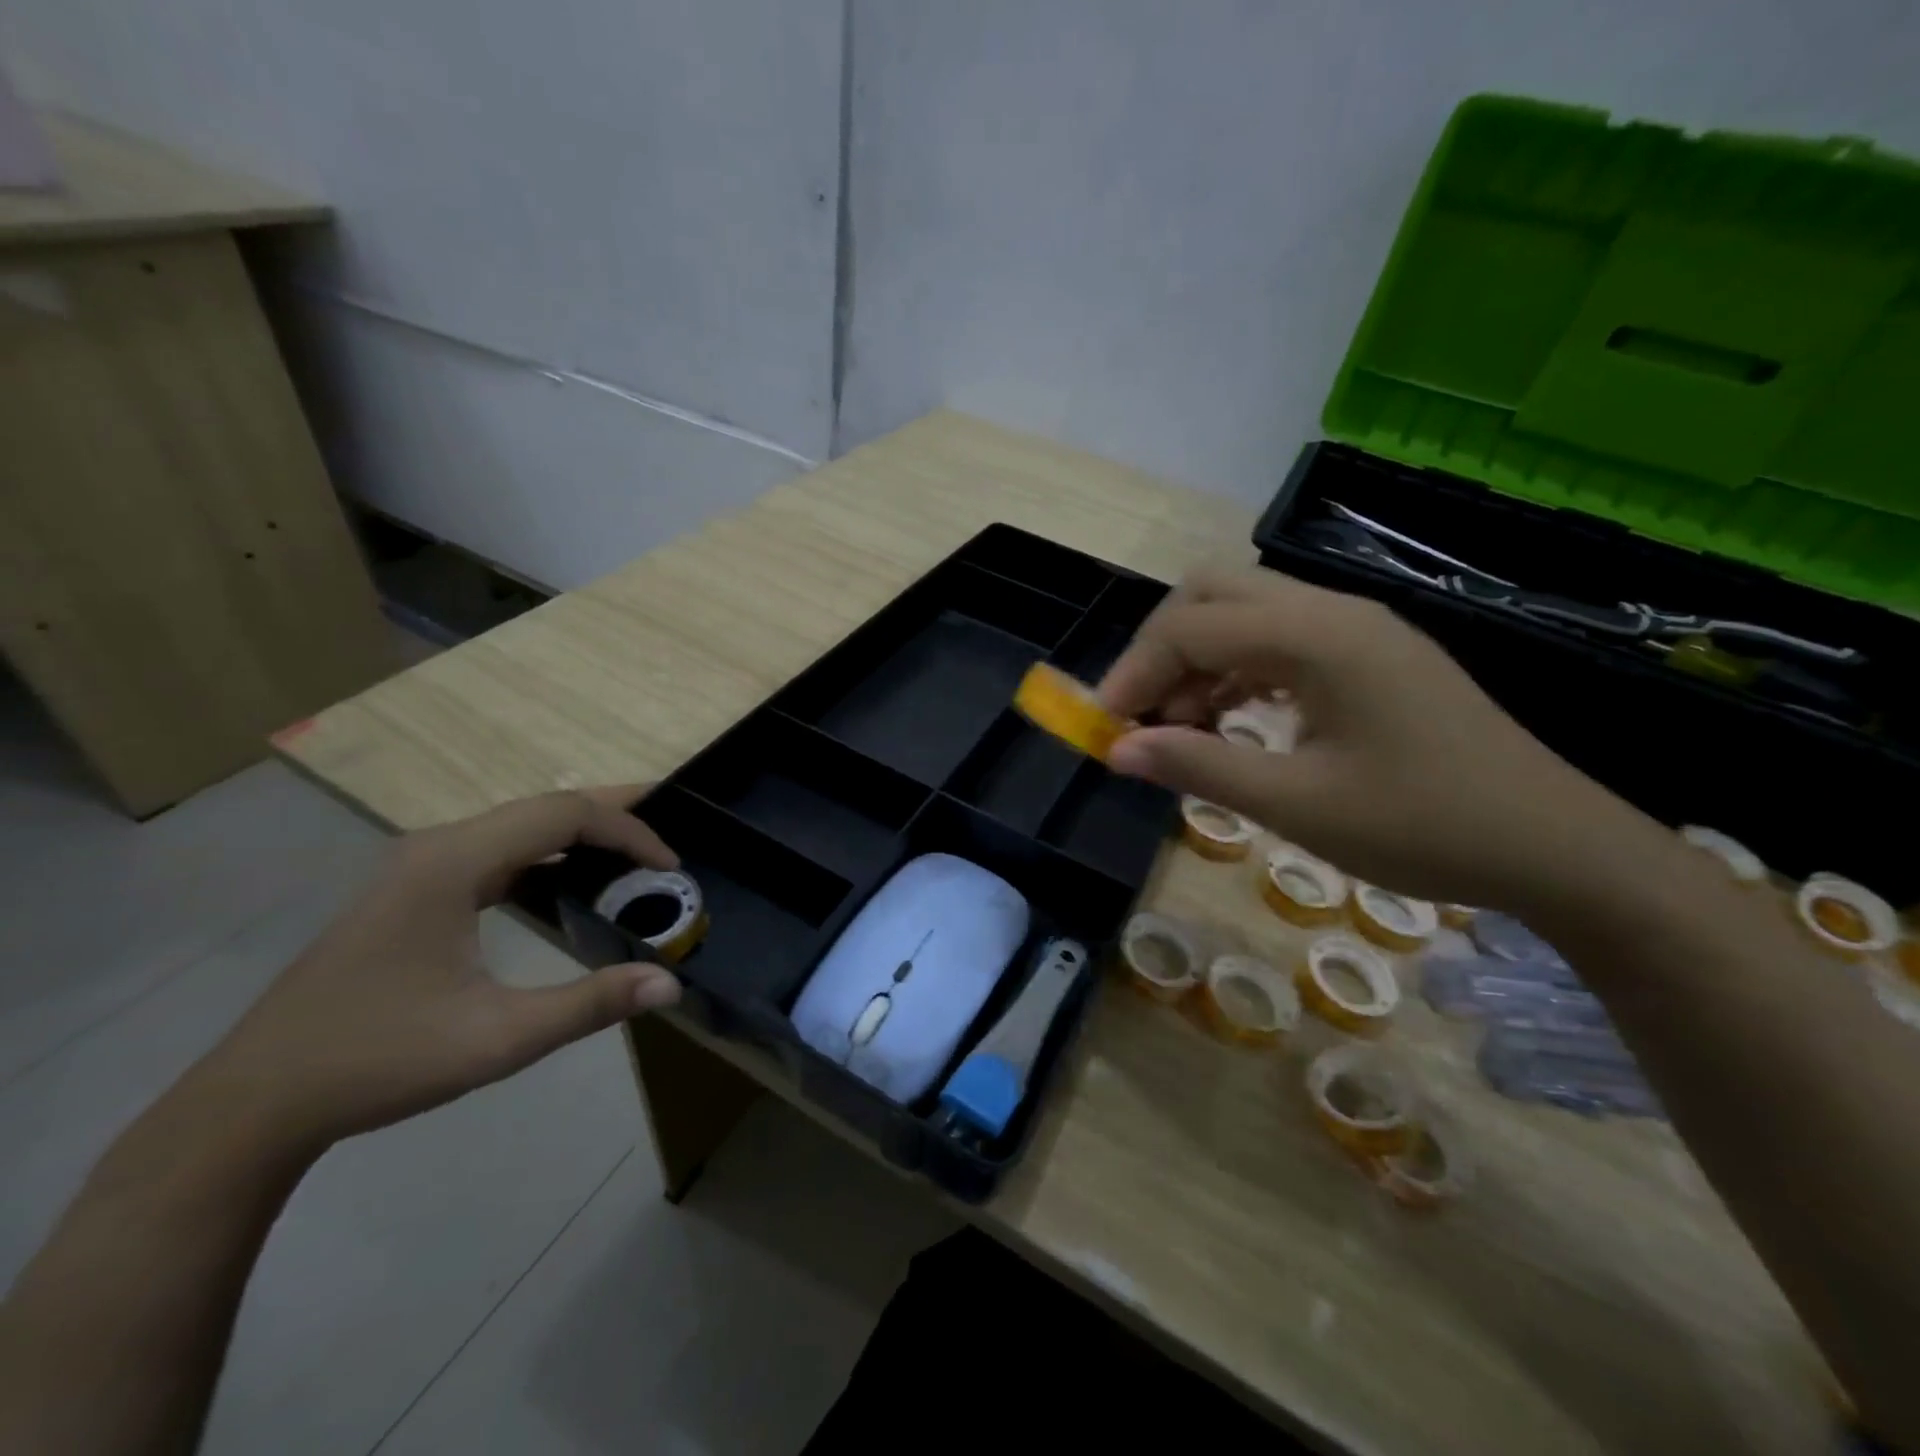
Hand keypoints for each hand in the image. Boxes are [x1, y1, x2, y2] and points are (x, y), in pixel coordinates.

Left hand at [188, 788, 683, 1154]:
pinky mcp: (413, 891)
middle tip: (668, 835)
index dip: (628, 831)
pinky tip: (568, 886)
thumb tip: (669, 984)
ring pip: (519, 826)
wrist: (254, 1103)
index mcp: (453, 862)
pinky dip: (547, 857)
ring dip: (580, 835)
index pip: (563, 814)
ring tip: (633, 856)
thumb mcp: (498, 1039)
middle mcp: (436, 847)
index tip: (671, 865)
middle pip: (543, 807)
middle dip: (613, 817)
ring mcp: (419, 867)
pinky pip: (497, 852)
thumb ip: (590, 1004)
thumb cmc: (379, 1060)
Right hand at [1098, 566, 1650, 910]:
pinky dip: (1236, 672)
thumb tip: (1118, 751)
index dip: (1135, 673)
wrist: (1557, 847)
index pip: (1192, 627)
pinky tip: (1230, 722)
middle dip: (1161, 650)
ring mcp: (1356, 629)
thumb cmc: (1424, 827)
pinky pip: (1279, 641)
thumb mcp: (1297, 805)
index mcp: (1316, 636)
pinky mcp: (1369, 656)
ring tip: (1180, 728)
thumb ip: (1199, 767)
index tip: (1106, 728)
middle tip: (1143, 715)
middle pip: (1213, 594)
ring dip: (1197, 661)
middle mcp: (1332, 612)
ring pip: (1245, 613)